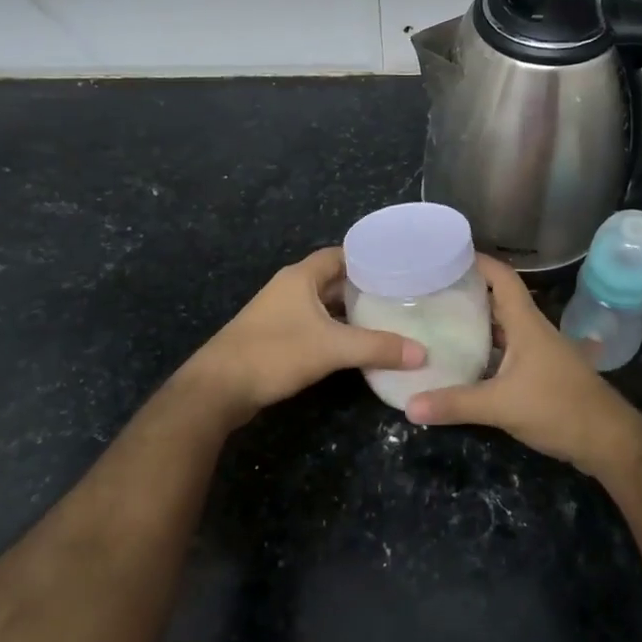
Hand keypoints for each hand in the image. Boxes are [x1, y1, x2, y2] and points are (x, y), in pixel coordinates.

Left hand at [183, 246, 424, 423]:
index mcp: (301, 276)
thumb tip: (422, 353)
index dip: (370, 259)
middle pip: (335, 280)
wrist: (218, 387)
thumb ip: (377, 347)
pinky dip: (336, 331)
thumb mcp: (332, 348)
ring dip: (350, 312)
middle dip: (366, 288)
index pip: (342, 254)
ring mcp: (280, 313)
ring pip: (324, 305)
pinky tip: (357, 346)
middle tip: (402, 298)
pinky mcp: (276, 337)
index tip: (401, 269)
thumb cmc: (275, 353)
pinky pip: (314, 325)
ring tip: (387, 321)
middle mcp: (290, 288)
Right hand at [405, 255, 641, 476]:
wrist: (608, 440)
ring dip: (477, 324)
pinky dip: (487, 352)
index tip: (445, 256)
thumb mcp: (501, 406)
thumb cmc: (559, 409)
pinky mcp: (543, 374)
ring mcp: (540, 353)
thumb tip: (409, 406)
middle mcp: (534, 331)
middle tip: (430, 292)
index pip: (502, 278)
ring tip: (440, 323)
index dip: (478, 262)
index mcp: (526, 324)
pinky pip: (509, 353)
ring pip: (504, 329)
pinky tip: (466, 363)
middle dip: (468, 293)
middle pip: (499, 301)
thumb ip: (455, 404)